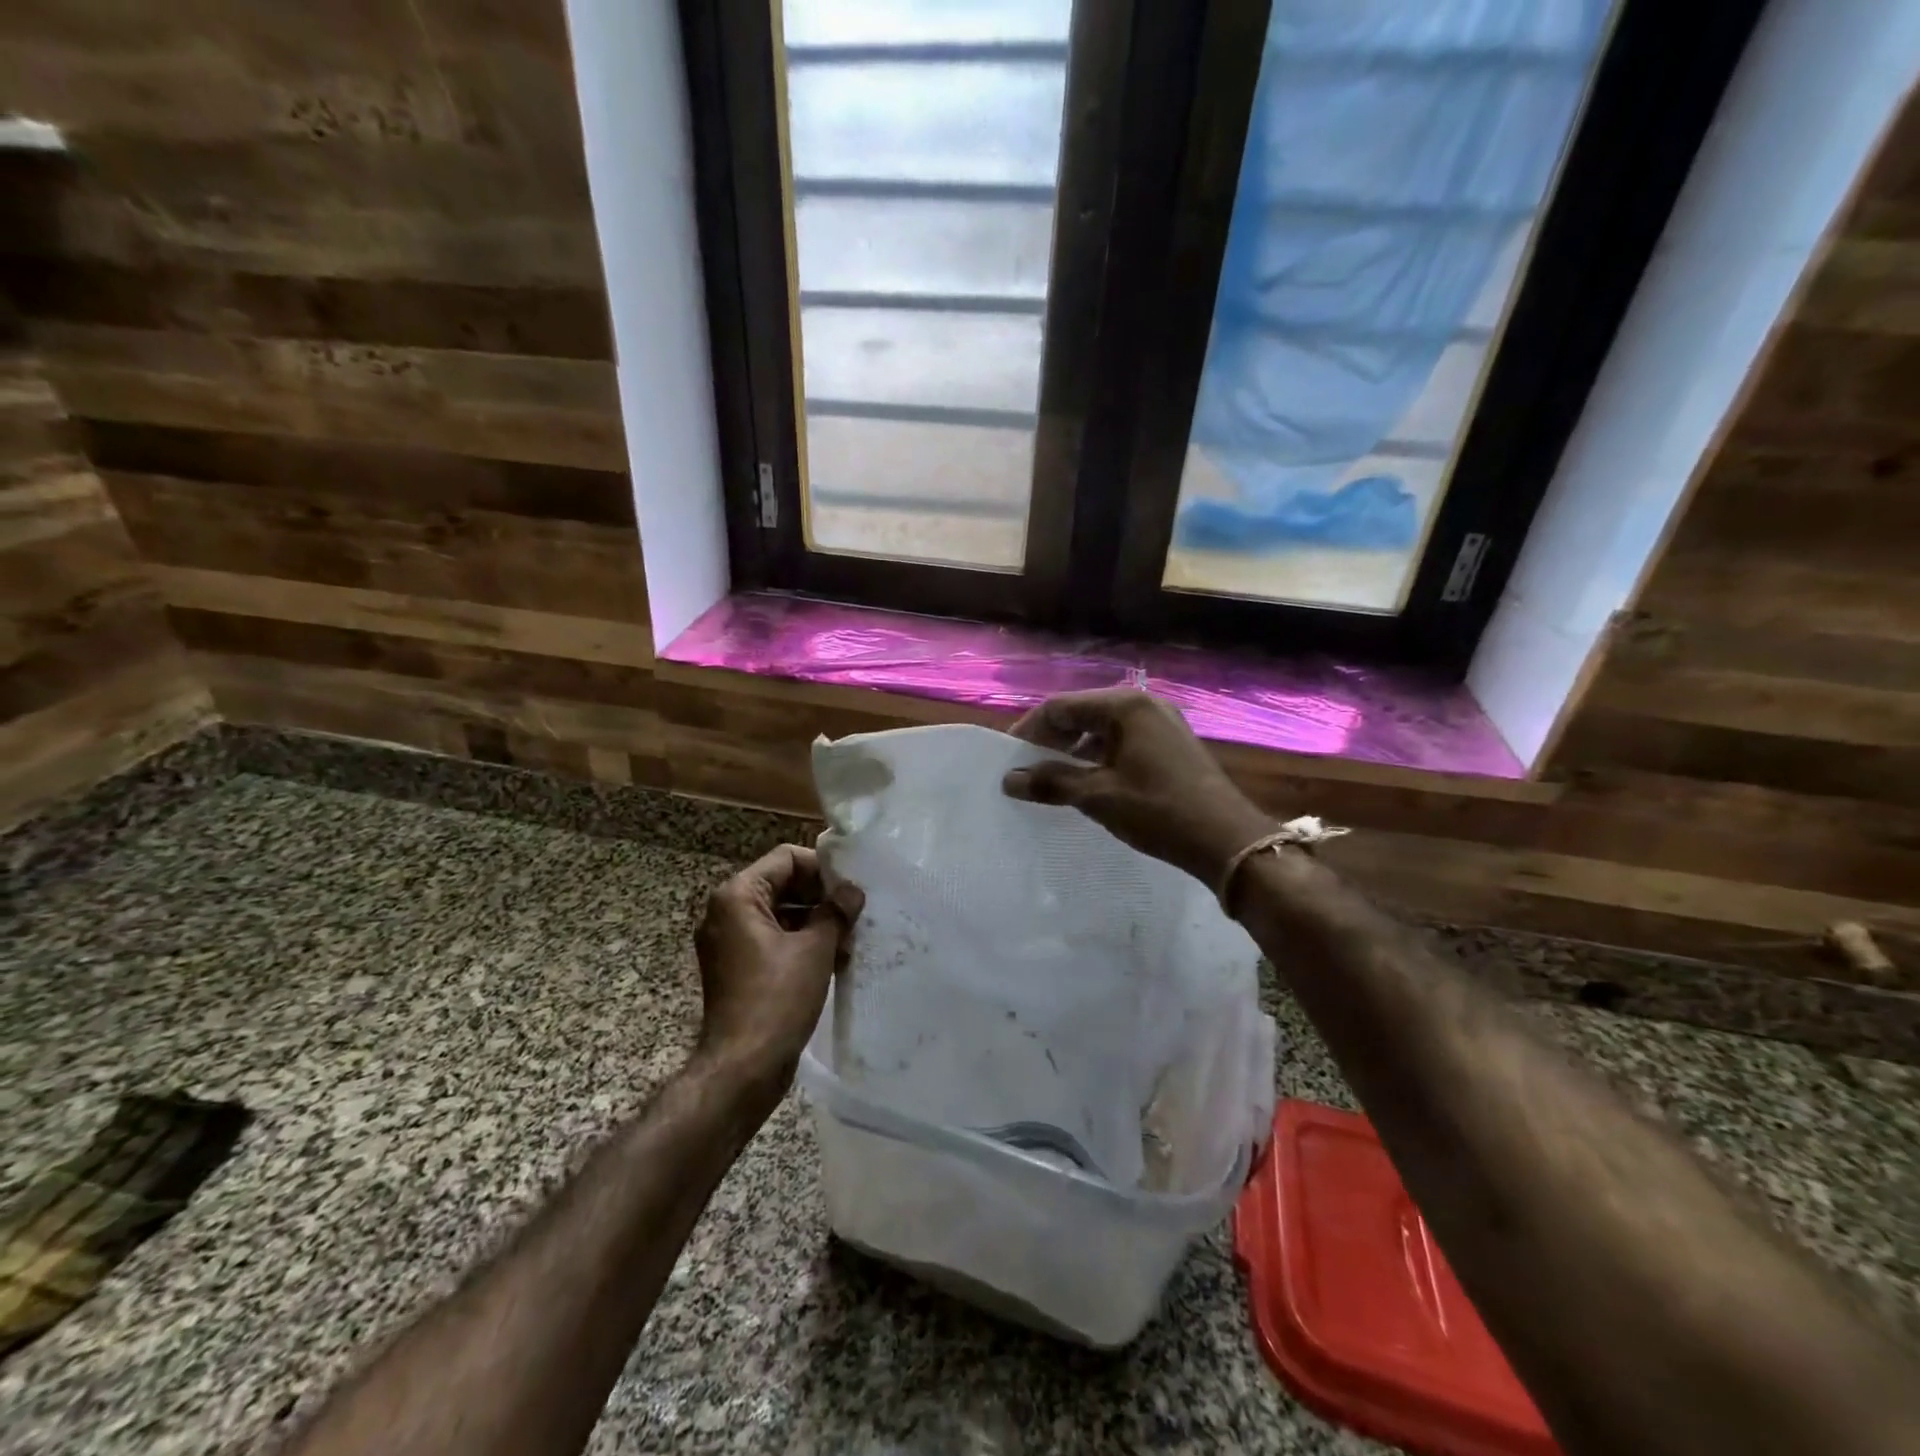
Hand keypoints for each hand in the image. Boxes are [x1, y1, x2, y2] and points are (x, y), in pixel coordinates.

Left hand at [692, 845, 862, 1105]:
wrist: (743, 1068)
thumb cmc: (777, 999)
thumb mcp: (815, 949)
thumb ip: (835, 912)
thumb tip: (852, 892)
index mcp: (738, 897)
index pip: (786, 859)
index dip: (822, 868)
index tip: (852, 887)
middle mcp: (726, 913)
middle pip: (782, 885)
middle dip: (821, 896)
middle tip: (856, 911)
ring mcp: (730, 942)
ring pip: (781, 914)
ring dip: (816, 921)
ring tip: (851, 937)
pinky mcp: (738, 968)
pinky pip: (773, 940)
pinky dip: (801, 943)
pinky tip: (835, 958)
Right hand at [1003, 690, 1273, 887]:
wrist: (1227, 839)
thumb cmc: (1158, 810)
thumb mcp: (1098, 796)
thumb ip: (1052, 782)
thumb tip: (1009, 779)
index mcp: (1125, 705)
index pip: (1060, 706)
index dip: (1030, 730)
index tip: (1009, 758)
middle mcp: (1144, 703)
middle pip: (1081, 712)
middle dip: (1051, 739)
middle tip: (1028, 769)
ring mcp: (1161, 722)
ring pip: (1102, 727)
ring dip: (1074, 749)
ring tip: (1054, 778)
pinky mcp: (1171, 743)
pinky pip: (1123, 740)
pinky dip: (1099, 756)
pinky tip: (1089, 782)